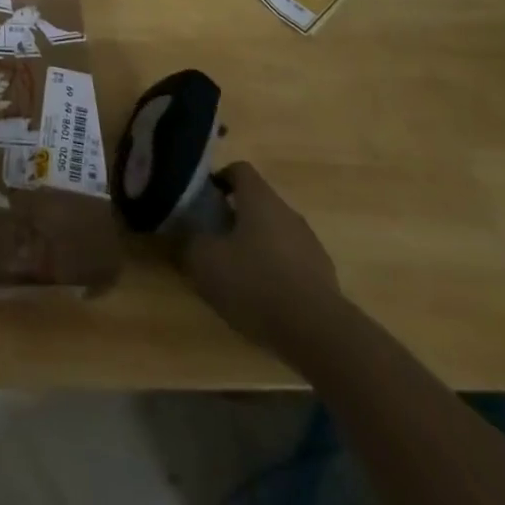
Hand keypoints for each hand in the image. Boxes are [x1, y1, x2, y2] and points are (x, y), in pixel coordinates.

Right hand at [182, 162, 346, 358]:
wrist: (320, 334)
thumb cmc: (255, 283)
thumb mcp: (204, 261)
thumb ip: (188, 242)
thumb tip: (181, 234)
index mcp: (259, 198)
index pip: (238, 169)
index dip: (218, 180)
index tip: (202, 201)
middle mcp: (287, 212)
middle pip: (257, 203)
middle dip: (234, 217)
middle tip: (212, 240)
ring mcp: (310, 244)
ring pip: (275, 233)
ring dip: (255, 246)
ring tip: (236, 274)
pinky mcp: (324, 277)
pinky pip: (291, 263)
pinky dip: (275, 272)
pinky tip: (262, 299)